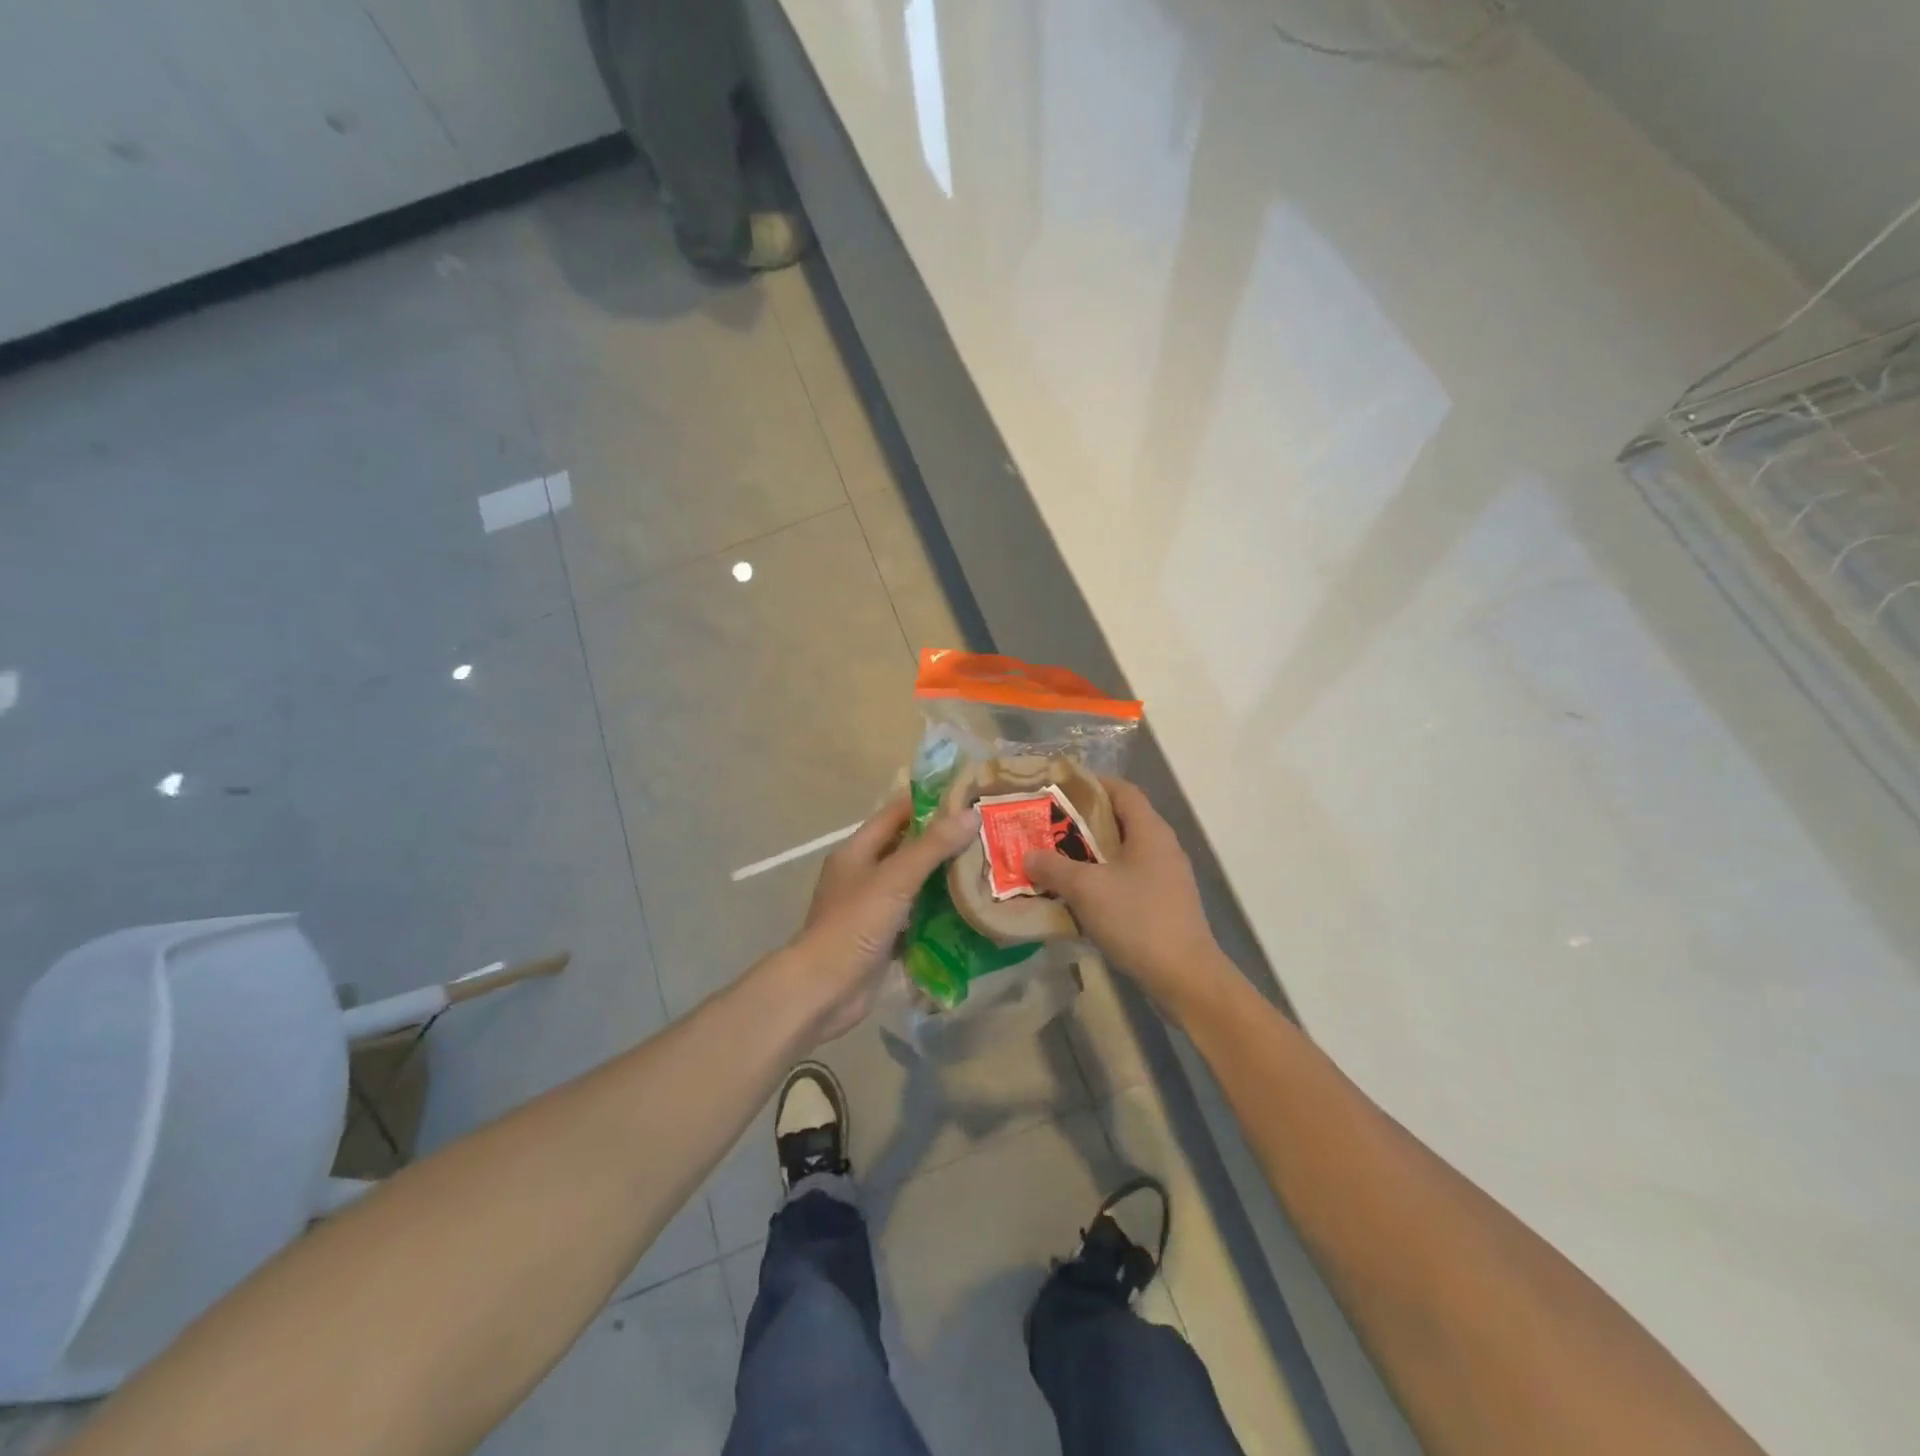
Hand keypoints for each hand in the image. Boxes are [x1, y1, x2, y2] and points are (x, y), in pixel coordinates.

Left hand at [780, 792, 977, 1042]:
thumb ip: (932, 847)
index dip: (931, 803)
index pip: (897, 813)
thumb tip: (971, 815)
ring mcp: (873, 907)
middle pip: (908, 848)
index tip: (969, 798)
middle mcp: (864, 873)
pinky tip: (970, 910)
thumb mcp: (895, 879)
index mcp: (858, 850)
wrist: (823, 991)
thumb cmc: (853, 925)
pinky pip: (916, 916)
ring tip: (986, 868)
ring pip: (915, 883)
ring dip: (945, 878)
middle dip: (944, 842)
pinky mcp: (883, 937)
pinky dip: (939, 912)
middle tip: (988, 835)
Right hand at [1023, 779, 1227, 1016]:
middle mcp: (1162, 846)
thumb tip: (1028, 854)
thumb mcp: (1087, 889)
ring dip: (1090, 853)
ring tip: (1054, 859)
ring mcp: (1166, 876)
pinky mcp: (1164, 903)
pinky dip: (1102, 879)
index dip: (1091, 784)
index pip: (1122, 790)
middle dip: (1082, 821)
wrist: (1185, 976)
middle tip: (1046, 826)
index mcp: (1150, 830)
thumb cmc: (1137, 919)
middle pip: (1120, 820)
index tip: (1057, 788)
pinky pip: (1128, 878)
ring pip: (1122, 852)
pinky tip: (1078, 895)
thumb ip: (1053, 867)